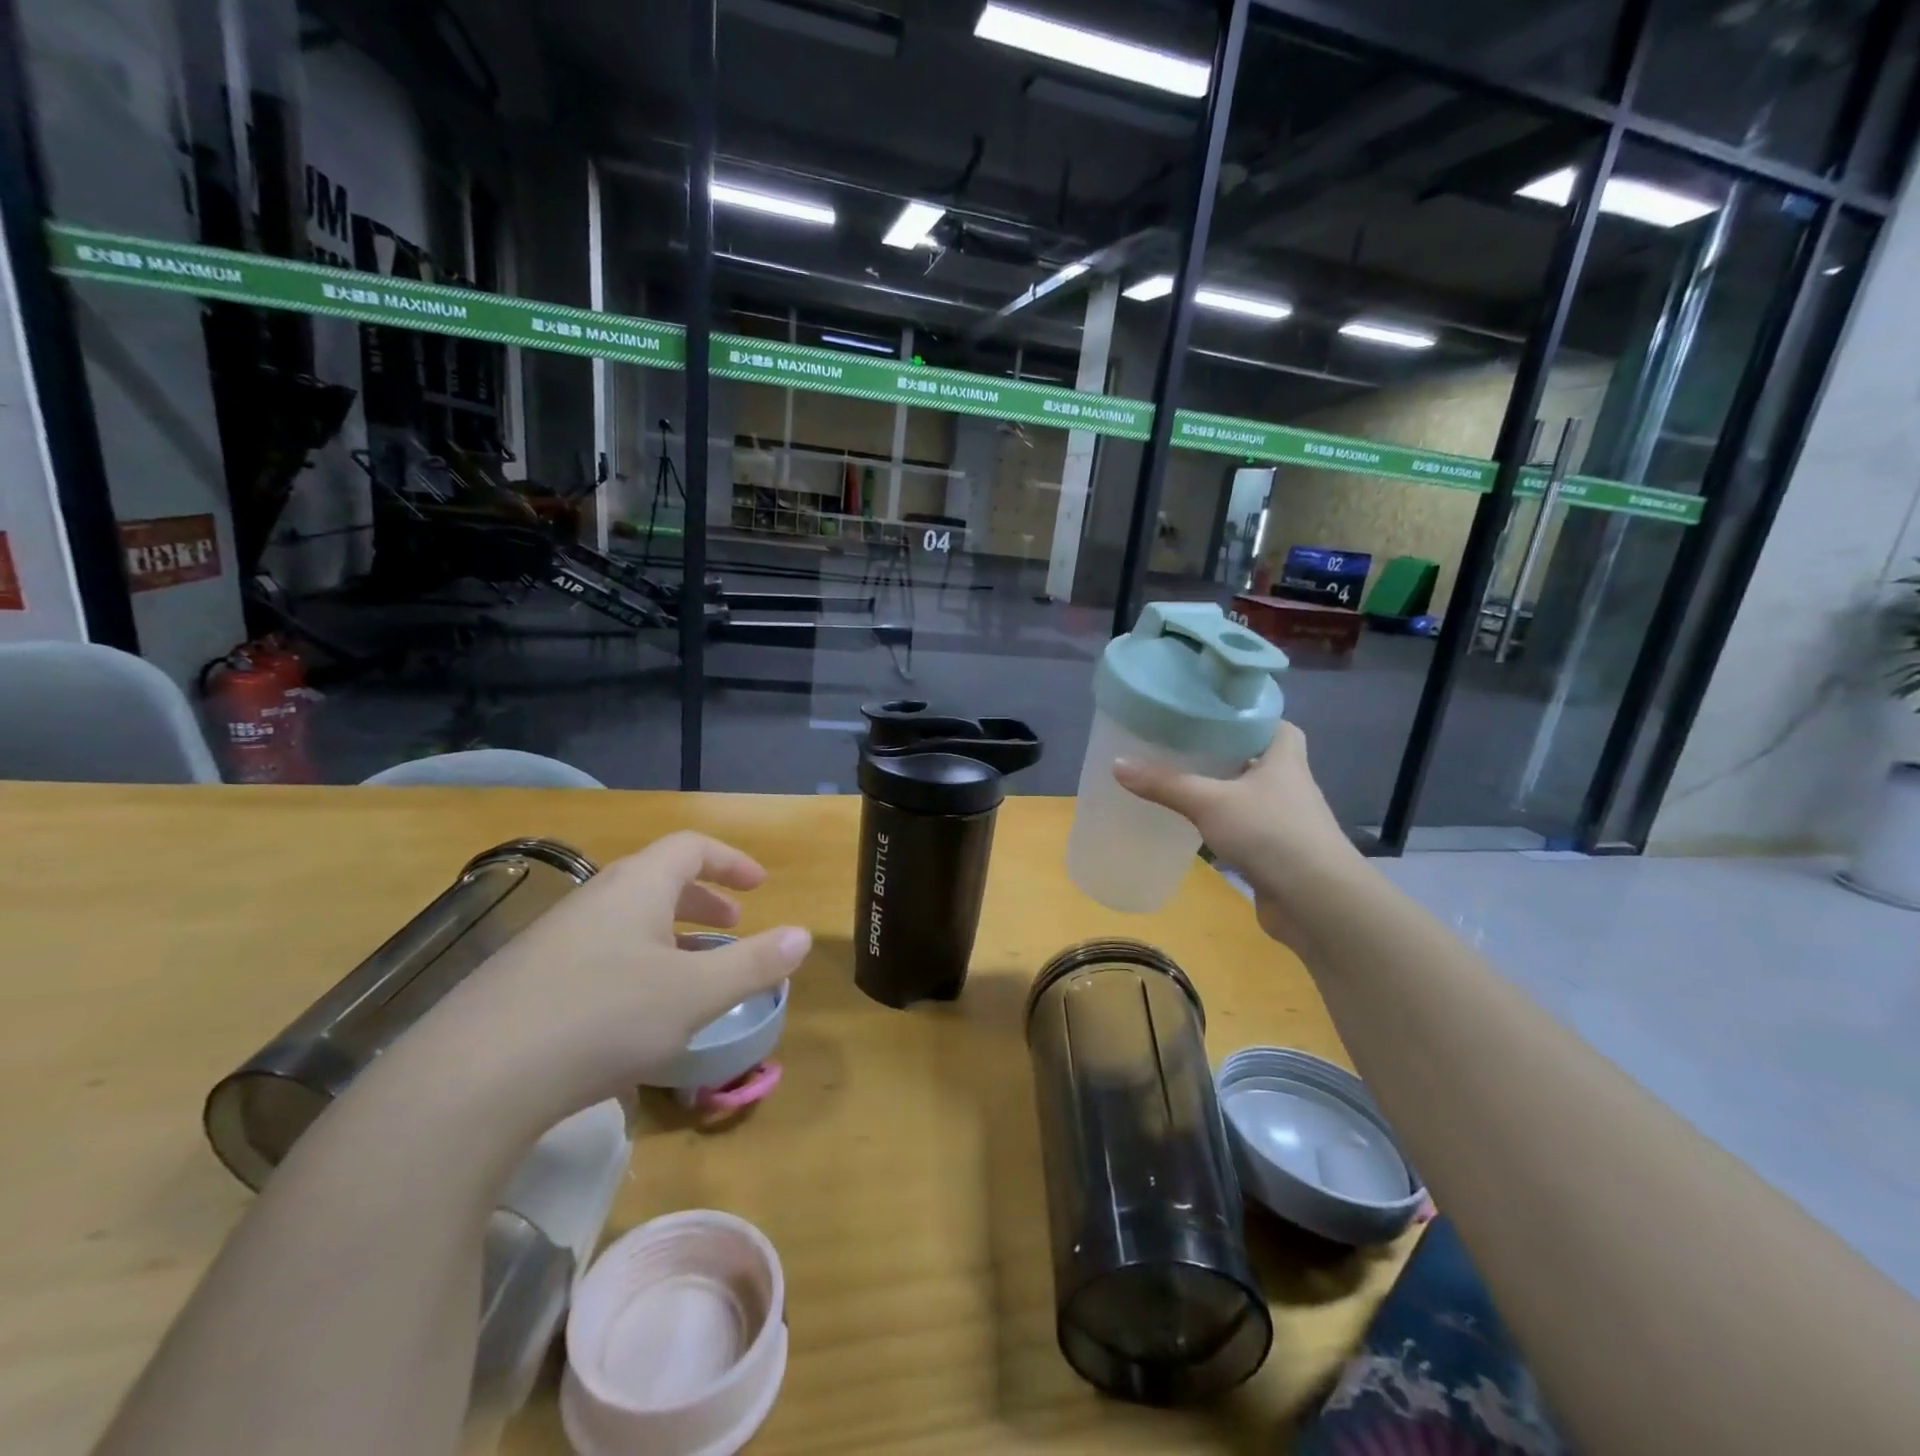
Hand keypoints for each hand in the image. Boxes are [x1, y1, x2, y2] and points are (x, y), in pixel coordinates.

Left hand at [411, 831, 810, 1126]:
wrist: (468, 1082)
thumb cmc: (602, 1018)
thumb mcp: (694, 994)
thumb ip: (753, 963)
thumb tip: (803, 936)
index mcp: (637, 886)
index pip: (691, 847)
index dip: (731, 860)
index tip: (760, 884)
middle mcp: (594, 900)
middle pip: (658, 879)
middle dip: (704, 897)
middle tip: (734, 922)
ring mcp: (554, 939)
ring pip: (627, 919)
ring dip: (671, 933)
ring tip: (694, 970)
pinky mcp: (525, 980)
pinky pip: (598, 952)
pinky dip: (636, 963)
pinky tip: (635, 1014)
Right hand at [1113, 722, 1364, 951]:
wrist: (1315, 901)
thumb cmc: (1270, 833)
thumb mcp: (1209, 802)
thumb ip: (1165, 784)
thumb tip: (1117, 764)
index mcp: (1285, 758)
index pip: (1274, 724)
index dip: (1248, 717)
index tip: (1212, 714)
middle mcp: (1290, 785)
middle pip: (1257, 759)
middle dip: (1226, 754)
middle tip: (1184, 746)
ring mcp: (1286, 822)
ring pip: (1250, 797)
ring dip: (1223, 792)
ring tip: (1182, 782)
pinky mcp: (1278, 854)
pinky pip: (1246, 830)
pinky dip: (1223, 827)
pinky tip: (1195, 828)